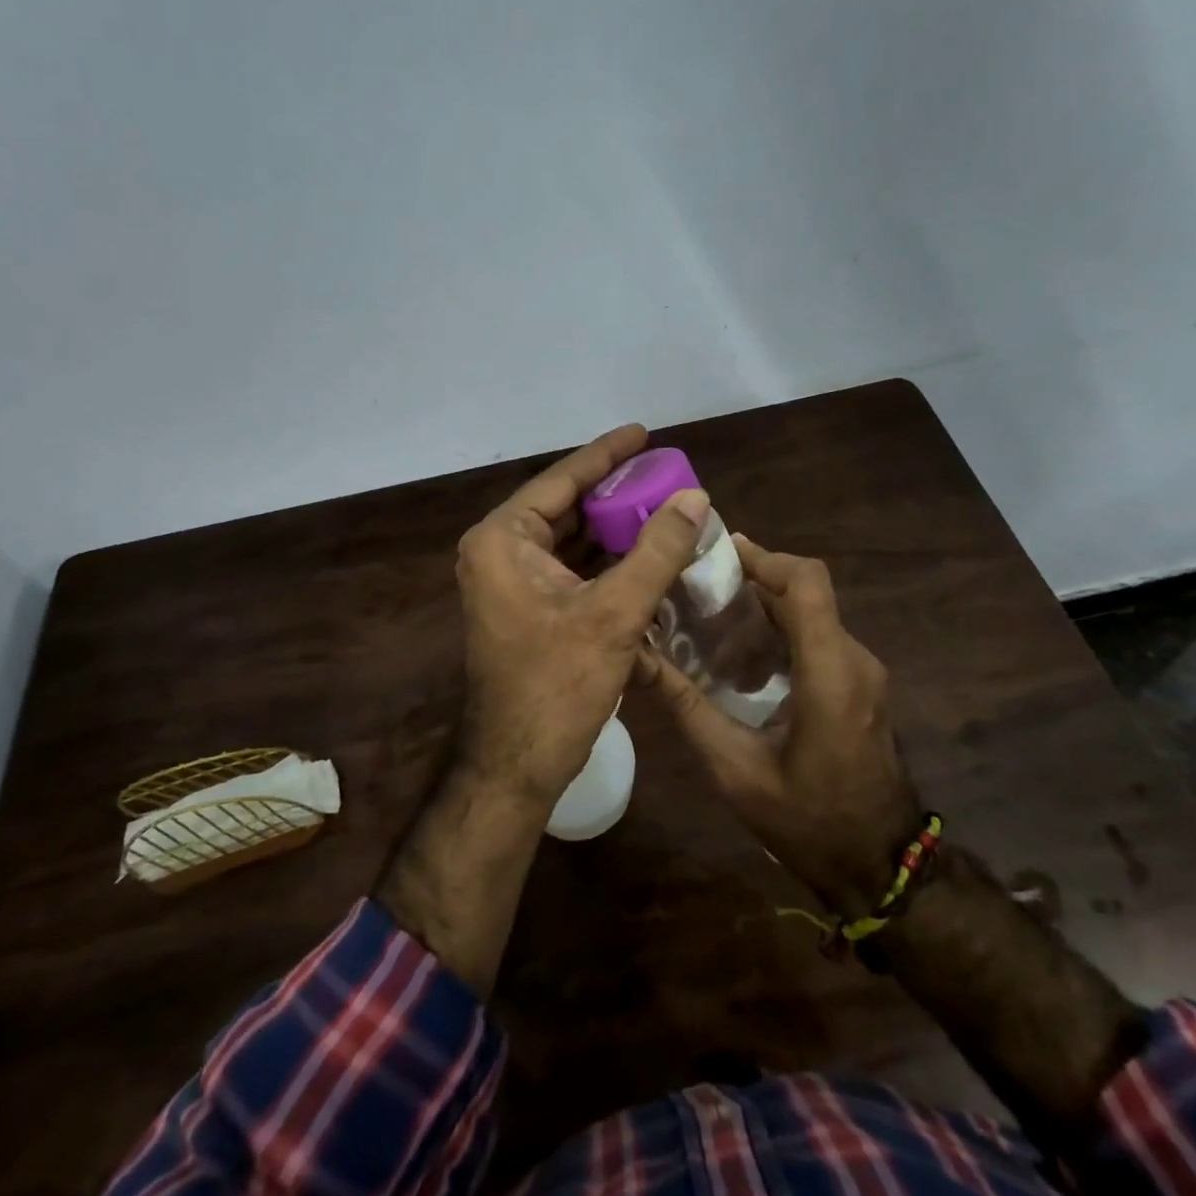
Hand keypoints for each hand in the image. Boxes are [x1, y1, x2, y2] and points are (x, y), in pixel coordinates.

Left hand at [455, 424, 711, 809]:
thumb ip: (657, 550)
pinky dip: (607, 563)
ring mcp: (510, 582)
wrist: (518, 764)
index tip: (644, 432)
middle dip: (616, 494)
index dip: (606, 454)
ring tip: (665, 509)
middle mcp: (500, 552)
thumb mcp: (615, 613)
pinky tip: (646, 555)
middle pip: (567, 507)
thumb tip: (695, 498)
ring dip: (615, 530)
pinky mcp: (527, 608)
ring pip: (572, 540)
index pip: (561, 480)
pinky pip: (572, 570)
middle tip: (665, 475)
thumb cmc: (557, 685)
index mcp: (503, 540)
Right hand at [639, 537, 919, 915]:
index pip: (807, 583)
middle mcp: (854, 660)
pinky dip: (780, 629)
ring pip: (813, 612)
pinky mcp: (860, 686)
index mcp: (830, 672)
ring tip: (709, 612)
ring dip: (765, 604)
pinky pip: (820, 637)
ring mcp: (863, 673)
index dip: (764, 557)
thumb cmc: (808, 821)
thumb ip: (687, 708)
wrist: (880, 867)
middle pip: (807, 591)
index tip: (717, 552)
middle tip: (697, 583)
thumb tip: (637, 660)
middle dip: (754, 577)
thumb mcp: (735, 769)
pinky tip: (740, 654)